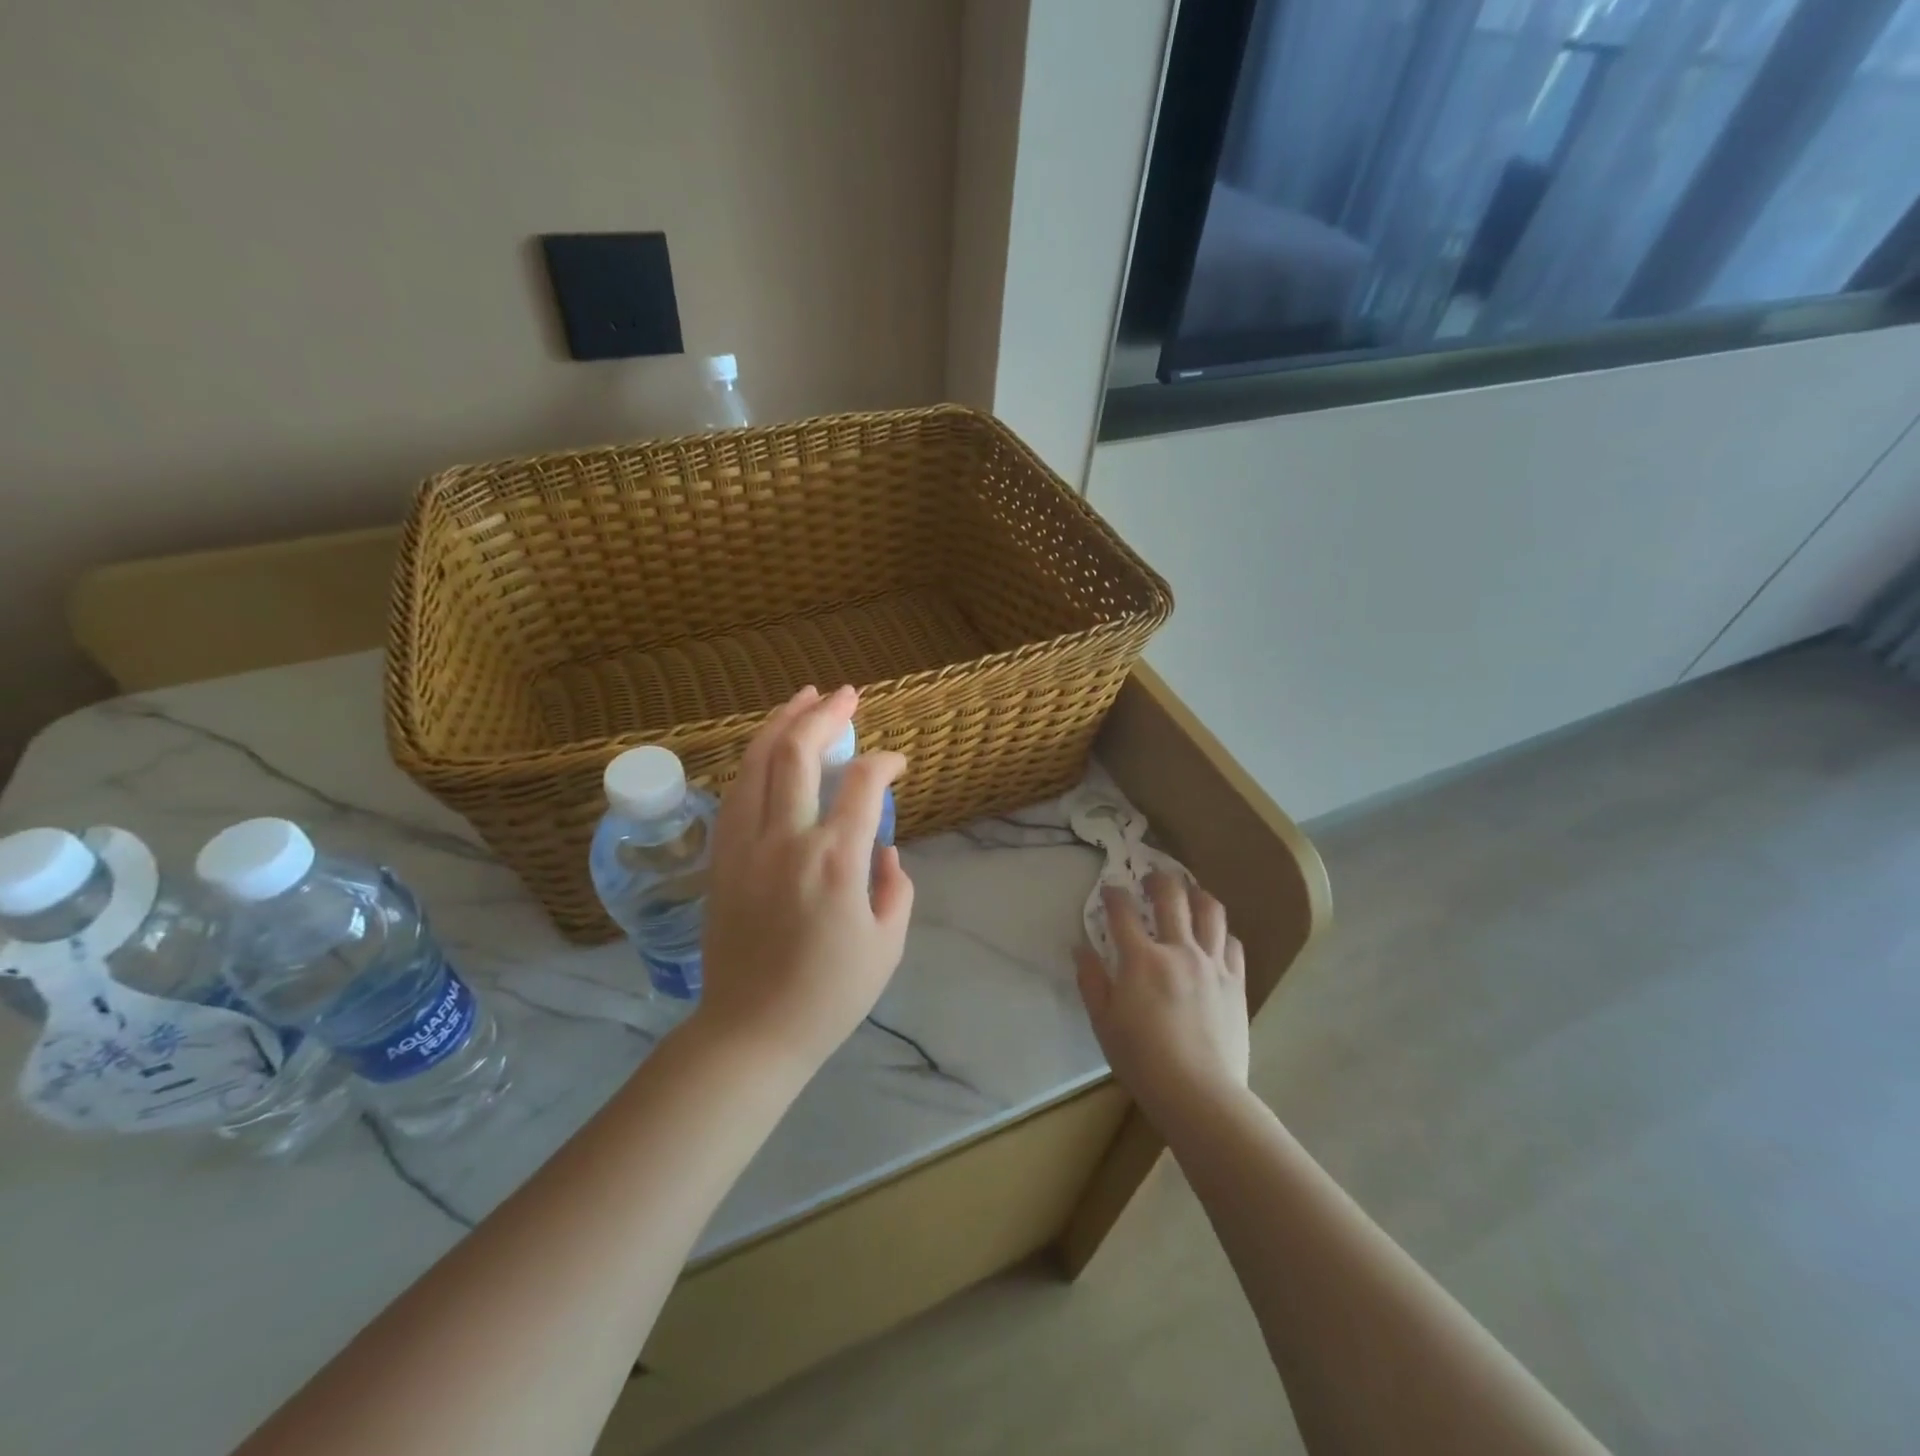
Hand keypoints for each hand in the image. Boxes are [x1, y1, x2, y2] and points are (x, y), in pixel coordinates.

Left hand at [692, 685, 913, 1079]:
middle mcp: (786, 839)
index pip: (863, 784)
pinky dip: (755, 760)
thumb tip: (885, 851)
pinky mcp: (722, 858)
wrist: (751, 1032)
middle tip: (846, 695)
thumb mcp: (888, 945)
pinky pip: (736, 792)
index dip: (884, 762)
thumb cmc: (829, 995)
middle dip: (826, 714)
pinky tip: (769, 750)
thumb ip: (896, 888)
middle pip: (798, 753)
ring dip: (782, 723)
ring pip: (757, 763)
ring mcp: (745, 845)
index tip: (897, 764)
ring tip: (803, 699)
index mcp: (835, 859)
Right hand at [1075, 872, 1249, 1124]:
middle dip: (1159, 880)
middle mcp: (1179, 950)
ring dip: (1197, 895)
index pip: (1123, 912)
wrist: (1200, 1094)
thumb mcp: (1103, 1022)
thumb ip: (1091, 980)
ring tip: (1190, 892)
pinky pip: (1233, 943)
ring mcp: (1212, 964)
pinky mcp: (1236, 982)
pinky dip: (1222, 932)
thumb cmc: (1142, 1060)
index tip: (1110, 888)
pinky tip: (1215, 936)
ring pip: (1211, 911)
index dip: (1114, 894)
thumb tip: (1080, 948)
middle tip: (1152, 877)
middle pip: (1172, 897)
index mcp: (1141, 959)